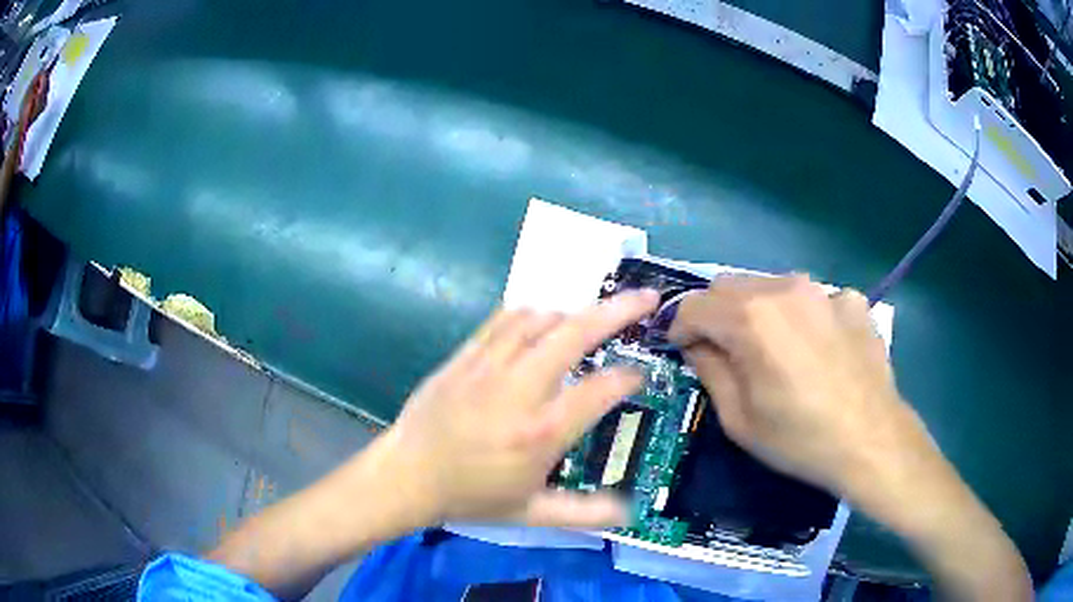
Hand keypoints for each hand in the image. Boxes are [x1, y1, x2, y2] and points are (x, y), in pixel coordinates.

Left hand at [379, 289, 659, 527]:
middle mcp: (519, 390)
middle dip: (617, 311)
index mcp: (541, 432)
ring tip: (594, 316)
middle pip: (575, 334)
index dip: (628, 378)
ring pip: (540, 319)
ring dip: (573, 313)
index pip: (600, 390)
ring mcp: (488, 367)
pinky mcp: (464, 357)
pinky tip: (544, 320)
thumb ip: (583, 512)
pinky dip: (532, 314)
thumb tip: (627, 512)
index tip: (639, 376)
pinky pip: (504, 321)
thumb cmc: (471, 496)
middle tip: (646, 299)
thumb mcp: (531, 513)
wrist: (407, 476)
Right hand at [668, 275, 925, 496]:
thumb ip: (710, 370)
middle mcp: (785, 288)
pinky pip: (813, 300)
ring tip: (776, 351)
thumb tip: (698, 344)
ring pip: (772, 288)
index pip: (695, 304)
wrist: (872, 441)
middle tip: (727, 351)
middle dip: (718, 315)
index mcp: (751, 317)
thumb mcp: (739, 418)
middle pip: (731, 286)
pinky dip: (804, 318)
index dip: (680, 327)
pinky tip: (819, 350)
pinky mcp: (851, 299)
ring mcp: (823, 290)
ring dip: (760, 312)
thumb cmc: (799, 439)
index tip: (683, 350)